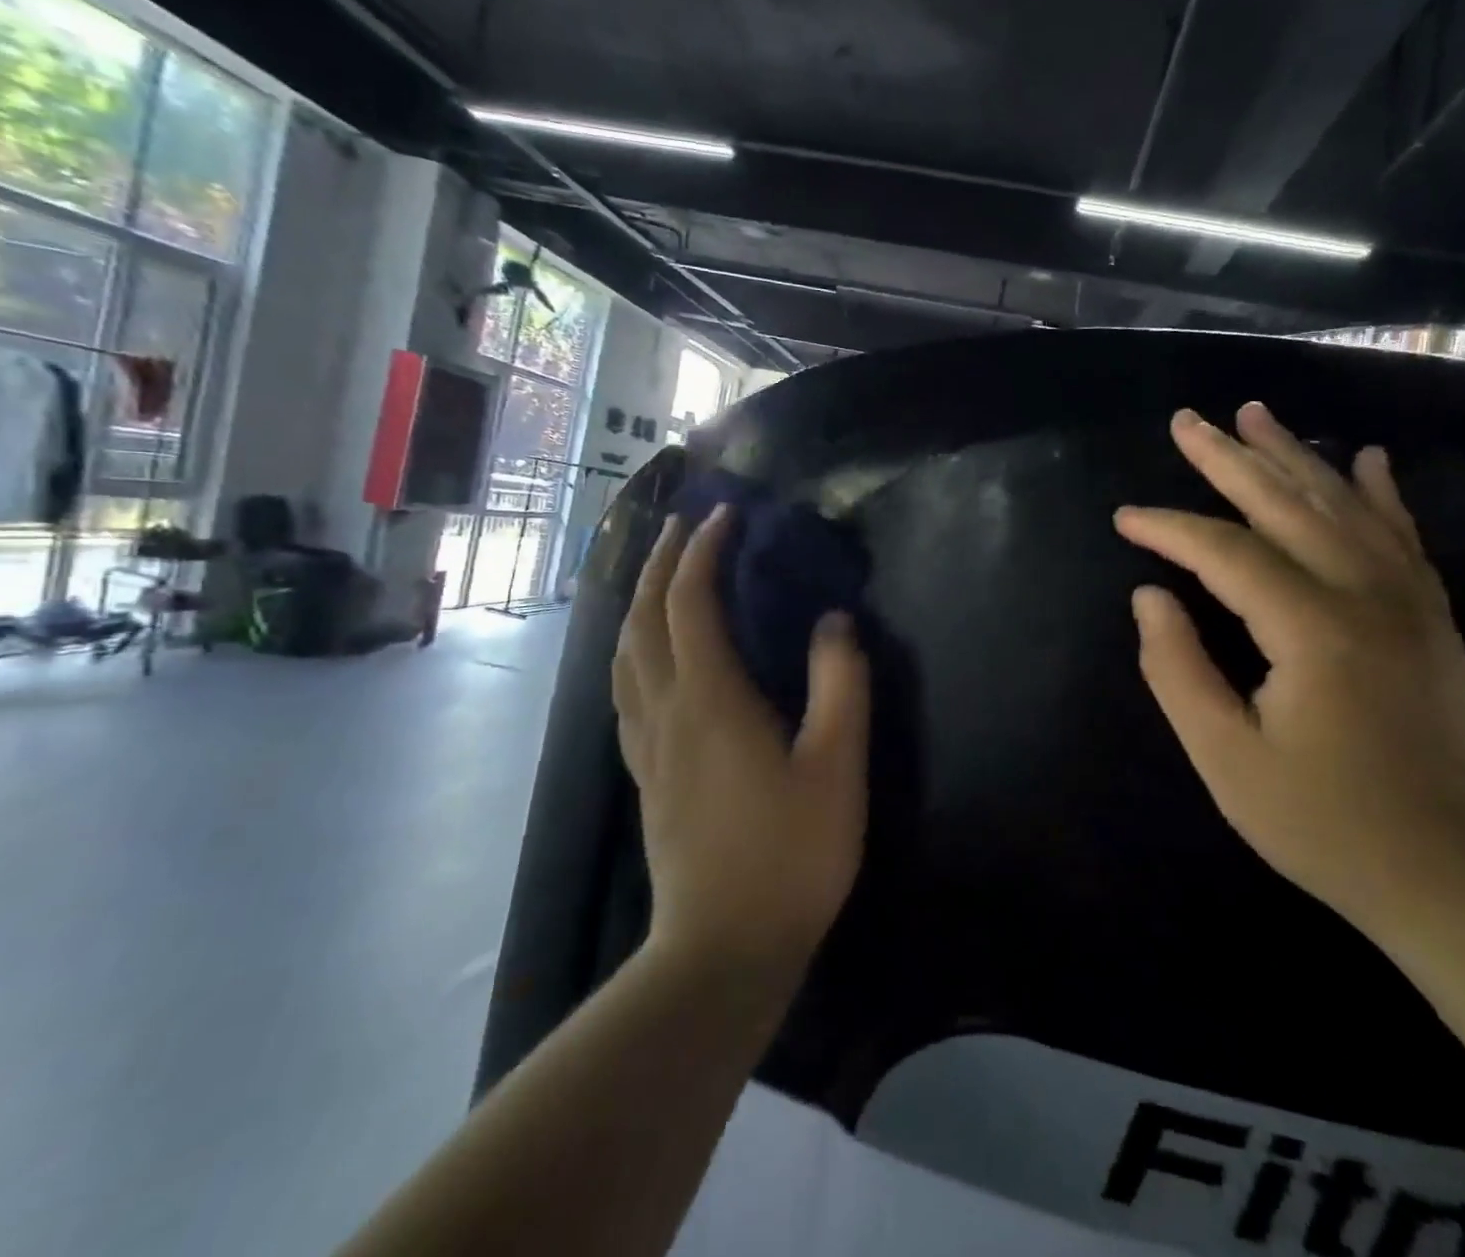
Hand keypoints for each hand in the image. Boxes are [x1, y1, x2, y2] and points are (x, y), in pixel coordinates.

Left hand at [613, 506, 871, 984]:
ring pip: (623, 653)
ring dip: (637, 602)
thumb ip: (841, 684)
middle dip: (659, 563)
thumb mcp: (837, 766)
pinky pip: (625, 689)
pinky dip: (632, 649)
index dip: (703, 551)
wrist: (724, 949)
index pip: (691, 603)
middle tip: (683, 526)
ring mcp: (646, 745)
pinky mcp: (645, 774)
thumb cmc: (790, 855)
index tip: (725, 515)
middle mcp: (666, 710)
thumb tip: (834, 621)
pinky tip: (647, 656)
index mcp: (710, 699)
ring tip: (659, 575)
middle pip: (643, 618)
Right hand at [1115, 405, 1464, 942]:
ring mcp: (1410, 602)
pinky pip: (1402, 535)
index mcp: (1312, 628)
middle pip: (1287, 504)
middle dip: (1228, 459)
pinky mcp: (1434, 619)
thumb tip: (1150, 597)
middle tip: (1187, 420)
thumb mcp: (1229, 760)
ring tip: (1255, 413)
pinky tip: (1367, 457)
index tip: (1125, 517)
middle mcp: (1366, 594)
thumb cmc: (1331, 827)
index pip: (1225, 552)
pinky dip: (1379, 491)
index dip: (1169, 529)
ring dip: (1294, 456)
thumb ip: (1178, 670)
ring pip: (1343, 505)